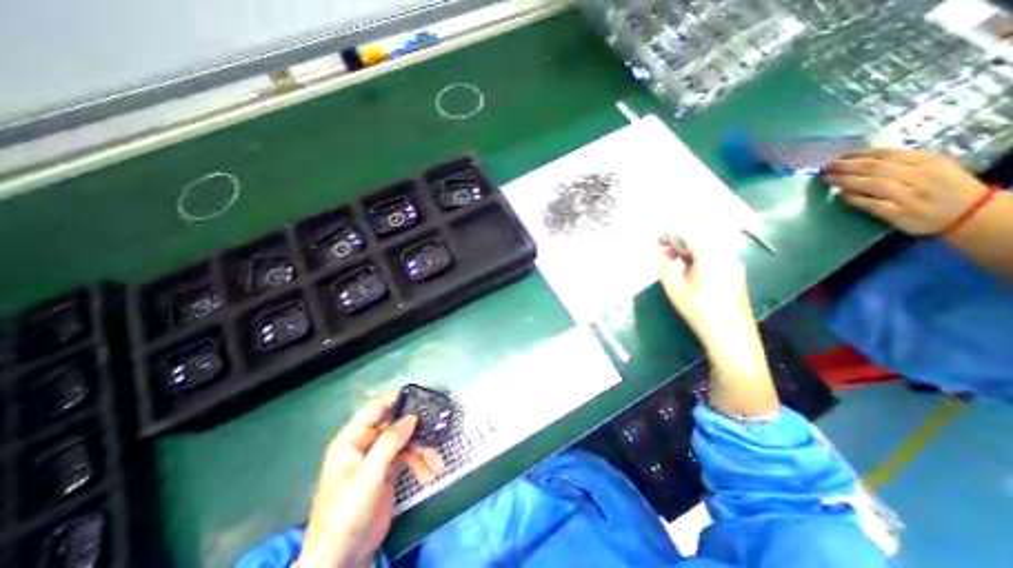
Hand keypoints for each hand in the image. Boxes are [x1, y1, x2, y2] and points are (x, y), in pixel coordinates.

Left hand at [298, 392, 443, 567]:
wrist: (342, 558)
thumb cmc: (347, 511)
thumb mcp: (369, 475)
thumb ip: (390, 442)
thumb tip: (413, 416)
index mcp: (353, 438)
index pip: (376, 408)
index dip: (397, 399)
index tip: (420, 395)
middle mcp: (366, 443)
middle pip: (397, 425)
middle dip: (418, 432)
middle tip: (436, 434)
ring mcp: (379, 457)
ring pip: (407, 442)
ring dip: (424, 452)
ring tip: (437, 467)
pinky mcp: (389, 471)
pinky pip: (409, 458)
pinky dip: (421, 464)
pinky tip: (428, 476)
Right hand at [658, 235, 777, 416]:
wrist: (730, 336)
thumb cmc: (700, 310)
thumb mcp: (675, 288)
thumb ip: (666, 267)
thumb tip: (660, 254)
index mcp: (712, 257)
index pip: (692, 235)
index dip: (673, 235)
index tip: (658, 240)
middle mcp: (727, 258)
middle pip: (702, 241)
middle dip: (680, 243)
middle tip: (662, 251)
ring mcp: (734, 267)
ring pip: (708, 251)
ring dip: (688, 252)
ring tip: (672, 262)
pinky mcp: (735, 277)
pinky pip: (715, 260)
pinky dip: (699, 260)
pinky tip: (689, 273)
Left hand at [822, 149, 989, 233]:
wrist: (969, 213)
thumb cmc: (944, 188)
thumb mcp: (932, 167)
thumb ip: (902, 162)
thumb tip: (860, 161)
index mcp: (927, 161)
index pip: (885, 154)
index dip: (856, 155)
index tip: (836, 158)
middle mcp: (919, 176)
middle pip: (874, 167)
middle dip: (845, 166)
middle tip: (825, 168)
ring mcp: (909, 195)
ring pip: (872, 184)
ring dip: (846, 181)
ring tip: (828, 179)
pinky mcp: (900, 213)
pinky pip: (872, 204)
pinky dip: (855, 199)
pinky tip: (842, 196)